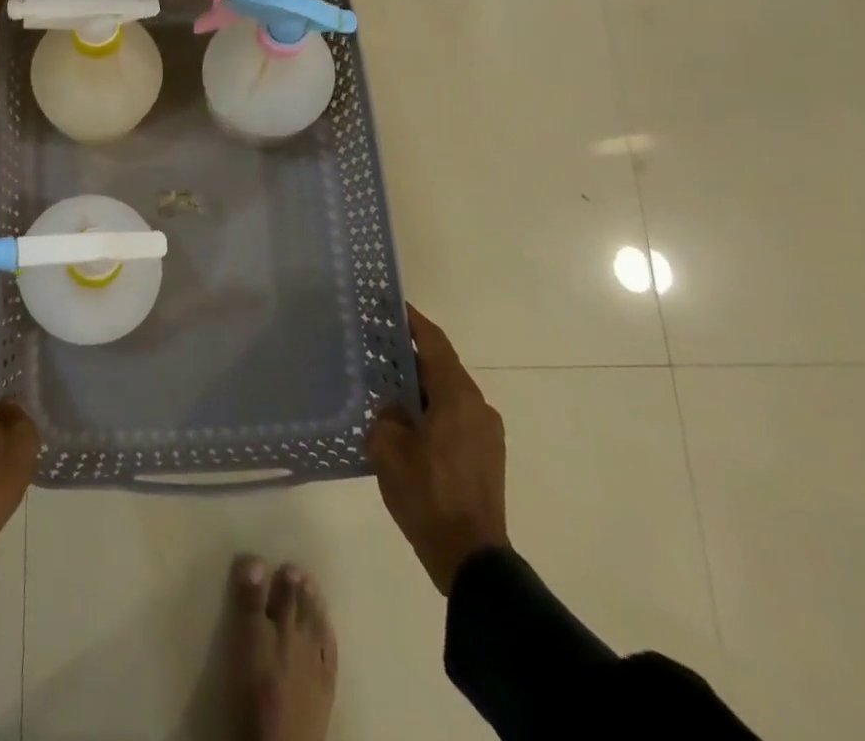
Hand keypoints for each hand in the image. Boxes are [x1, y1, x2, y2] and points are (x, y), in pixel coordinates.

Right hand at [367, 304, 508, 594]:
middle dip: (411, 356)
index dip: (413, 321)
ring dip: (421, 386)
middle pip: (441, 367)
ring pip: (448, 393)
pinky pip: (455, 416)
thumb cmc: (427, 495)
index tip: (391, 305)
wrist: (471, 558)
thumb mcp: (388, 448)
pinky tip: (407, 421)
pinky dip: (432, 408)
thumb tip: (395, 409)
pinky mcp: (487, 455)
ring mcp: (487, 433)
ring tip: (387, 386)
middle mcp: (478, 406)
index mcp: (457, 397)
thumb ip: (386, 415)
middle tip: (377, 347)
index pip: (434, 343)